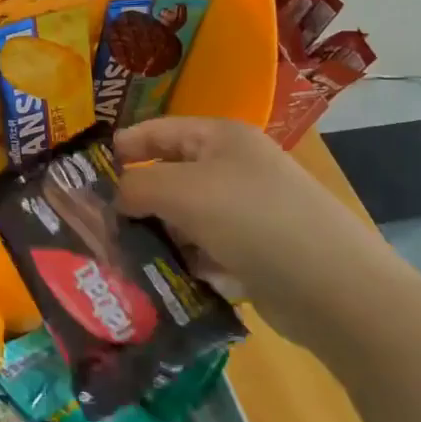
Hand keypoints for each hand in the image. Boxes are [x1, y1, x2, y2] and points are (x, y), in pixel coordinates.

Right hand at [114, 117, 418, 354]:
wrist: (336, 289)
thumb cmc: (252, 221)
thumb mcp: (181, 191)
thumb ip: (136, 186)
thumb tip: (116, 197)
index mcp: (220, 137)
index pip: (156, 131)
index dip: (120, 149)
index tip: (84, 179)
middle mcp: (235, 167)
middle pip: (169, 176)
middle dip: (137, 201)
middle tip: (100, 227)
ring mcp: (249, 211)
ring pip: (186, 218)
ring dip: (160, 237)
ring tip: (127, 260)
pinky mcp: (258, 251)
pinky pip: (208, 249)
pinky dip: (188, 262)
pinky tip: (169, 280)